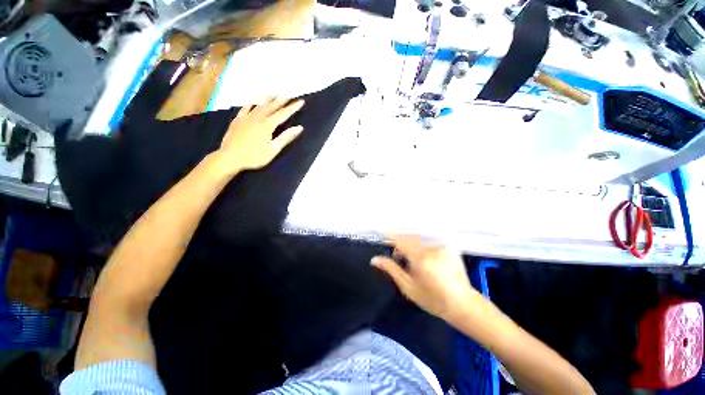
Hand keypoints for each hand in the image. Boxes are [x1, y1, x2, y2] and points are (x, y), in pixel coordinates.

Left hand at [216, 97, 304, 174]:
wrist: (230, 157)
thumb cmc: (254, 156)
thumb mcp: (273, 149)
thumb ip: (286, 137)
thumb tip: (299, 128)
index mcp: (267, 125)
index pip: (283, 114)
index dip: (293, 108)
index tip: (301, 101)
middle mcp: (258, 118)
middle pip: (272, 106)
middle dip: (282, 100)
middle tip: (290, 94)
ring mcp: (246, 117)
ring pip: (259, 104)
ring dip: (269, 98)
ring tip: (275, 93)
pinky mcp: (238, 119)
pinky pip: (246, 107)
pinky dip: (251, 102)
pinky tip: (254, 99)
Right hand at [372, 235, 479, 320]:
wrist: (462, 304)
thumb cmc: (432, 299)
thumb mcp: (408, 287)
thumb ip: (391, 269)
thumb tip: (374, 259)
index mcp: (421, 259)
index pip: (400, 240)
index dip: (389, 237)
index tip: (382, 237)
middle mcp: (432, 248)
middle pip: (409, 237)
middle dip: (400, 243)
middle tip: (398, 257)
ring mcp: (442, 246)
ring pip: (419, 238)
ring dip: (411, 244)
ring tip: (411, 259)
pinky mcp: (449, 247)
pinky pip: (429, 240)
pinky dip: (422, 246)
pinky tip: (424, 258)